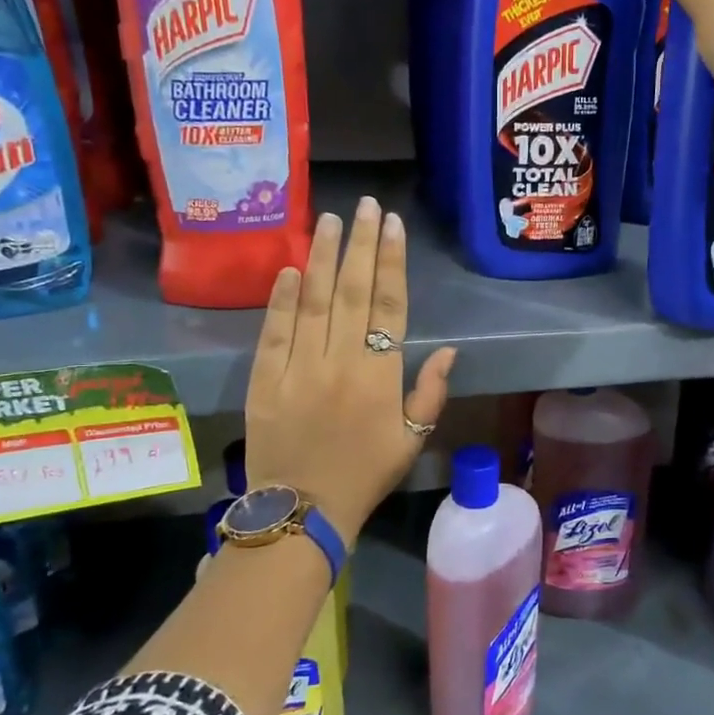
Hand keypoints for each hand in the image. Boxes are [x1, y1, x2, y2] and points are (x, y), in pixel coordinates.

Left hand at [244, 196, 457, 544]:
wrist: (302, 509)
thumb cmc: (365, 474)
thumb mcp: (412, 440)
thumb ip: (430, 392)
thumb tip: (449, 350)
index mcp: (380, 375)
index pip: (389, 305)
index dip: (392, 262)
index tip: (392, 225)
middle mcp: (340, 361)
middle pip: (351, 291)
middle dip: (360, 244)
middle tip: (365, 205)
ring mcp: (299, 367)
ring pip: (311, 301)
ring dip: (321, 257)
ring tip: (329, 220)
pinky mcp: (264, 379)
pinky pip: (274, 332)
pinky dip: (280, 299)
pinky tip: (288, 268)